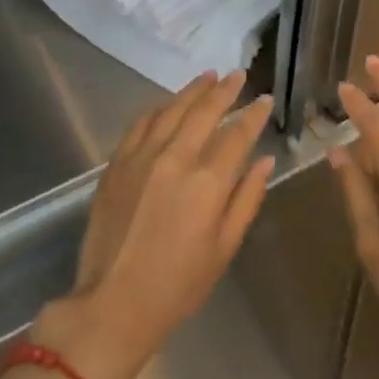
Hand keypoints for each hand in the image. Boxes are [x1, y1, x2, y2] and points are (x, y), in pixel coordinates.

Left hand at [40, 71, 275, 378]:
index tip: (265, 99)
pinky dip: (159, 108)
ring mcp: (142, 157)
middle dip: (225, 90)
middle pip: (205, 111)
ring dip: (193, 90)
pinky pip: (141, 123)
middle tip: (239, 75)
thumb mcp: (224, 248)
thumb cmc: (178, 284)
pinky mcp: (117, 164)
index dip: (254, 114)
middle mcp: (176, 159)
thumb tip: (265, 161)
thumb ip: (247, 199)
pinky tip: (169, 103)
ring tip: (209, 76)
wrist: (113, 304)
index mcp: (207, 183)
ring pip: (172, 109)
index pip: (238, 135)